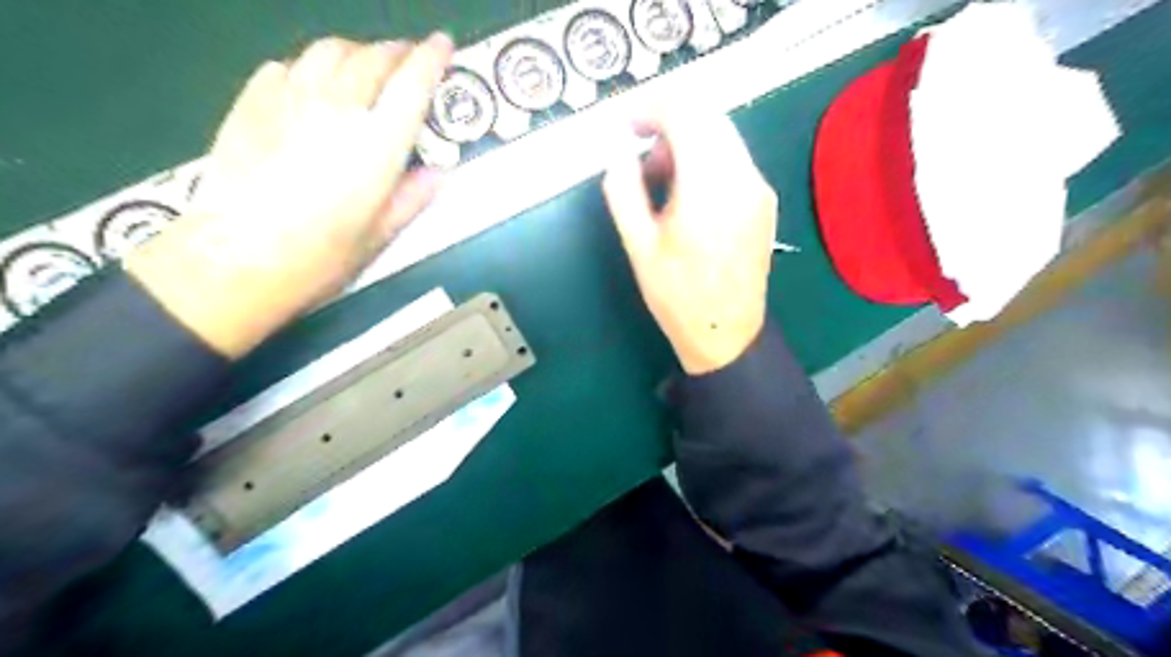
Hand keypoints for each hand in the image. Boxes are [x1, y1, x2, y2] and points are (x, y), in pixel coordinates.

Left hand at [126, 35, 453, 359]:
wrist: (237, 256)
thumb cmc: (320, 256)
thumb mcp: (380, 235)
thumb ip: (413, 198)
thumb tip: (438, 174)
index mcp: (377, 143)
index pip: (412, 83)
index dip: (431, 57)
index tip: (443, 43)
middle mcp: (338, 108)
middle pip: (372, 57)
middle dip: (396, 51)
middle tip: (408, 60)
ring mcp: (290, 98)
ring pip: (329, 51)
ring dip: (356, 51)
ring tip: (365, 67)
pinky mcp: (252, 101)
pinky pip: (288, 65)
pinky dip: (311, 66)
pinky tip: (313, 85)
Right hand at [602, 114, 774, 373]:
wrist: (727, 334)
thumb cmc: (677, 295)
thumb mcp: (638, 245)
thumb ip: (623, 189)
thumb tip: (617, 149)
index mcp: (709, 186)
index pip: (686, 113)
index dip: (651, 108)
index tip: (625, 125)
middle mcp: (743, 176)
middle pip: (708, 117)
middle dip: (669, 123)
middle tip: (640, 161)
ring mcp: (760, 188)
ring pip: (723, 136)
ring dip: (687, 142)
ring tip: (661, 184)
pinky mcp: (765, 201)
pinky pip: (734, 159)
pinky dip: (706, 159)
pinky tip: (688, 196)